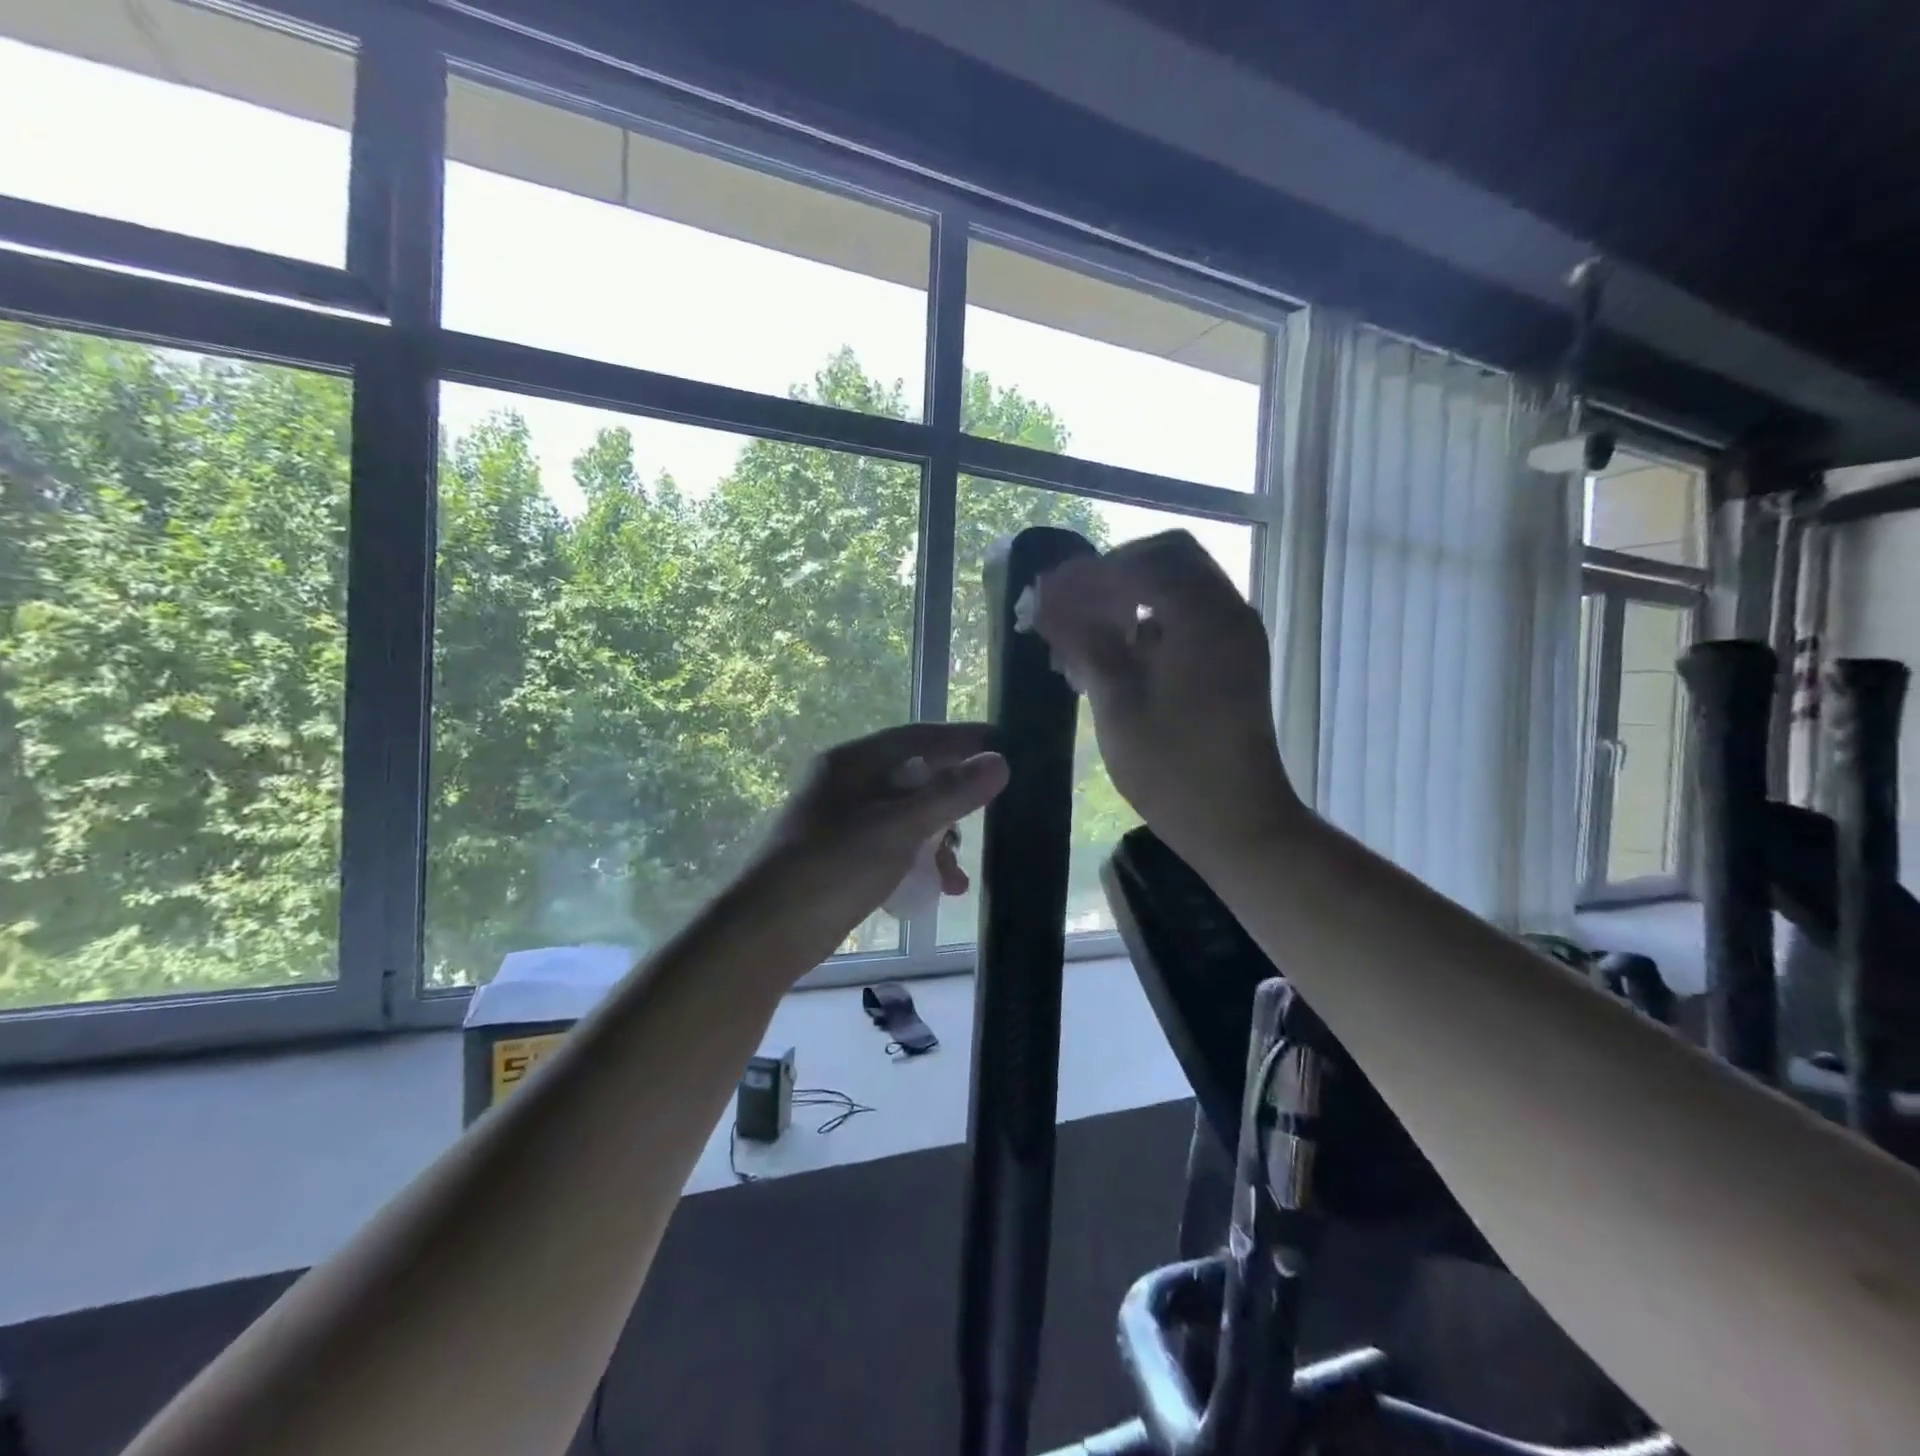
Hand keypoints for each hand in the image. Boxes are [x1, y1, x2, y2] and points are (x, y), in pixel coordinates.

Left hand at [761, 722, 1008, 924]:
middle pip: (916, 778)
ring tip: (955, 880)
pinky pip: (894, 846)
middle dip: (954, 804)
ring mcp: (844, 821)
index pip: (919, 737)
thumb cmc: (833, 868)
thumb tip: (1000, 761)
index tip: (1007, 745)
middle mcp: (848, 783)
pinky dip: (917, 863)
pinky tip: (937, 890)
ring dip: (938, 843)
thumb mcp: (898, 828)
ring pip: (909, 817)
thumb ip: (951, 794)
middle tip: (989, 819)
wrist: (766, 934)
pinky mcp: (844, 856)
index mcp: (853, 762)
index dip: (964, 740)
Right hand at [1028, 531, 1301, 861]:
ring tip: (1082, 630)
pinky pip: (1188, 615)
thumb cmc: (1173, 769)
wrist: (1238, 824)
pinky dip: (1149, 618)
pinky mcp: (1232, 658)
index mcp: (1203, 618)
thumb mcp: (1117, 703)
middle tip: (1068, 605)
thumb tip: (1046, 601)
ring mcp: (1235, 634)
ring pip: (1178, 585)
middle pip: (1167, 559)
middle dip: (1112, 574)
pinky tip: (1113, 651)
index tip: (1044, 593)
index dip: (1087, 573)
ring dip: (1129, 595)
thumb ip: (1084, 642)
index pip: (1140, 564)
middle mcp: (1228, 612)